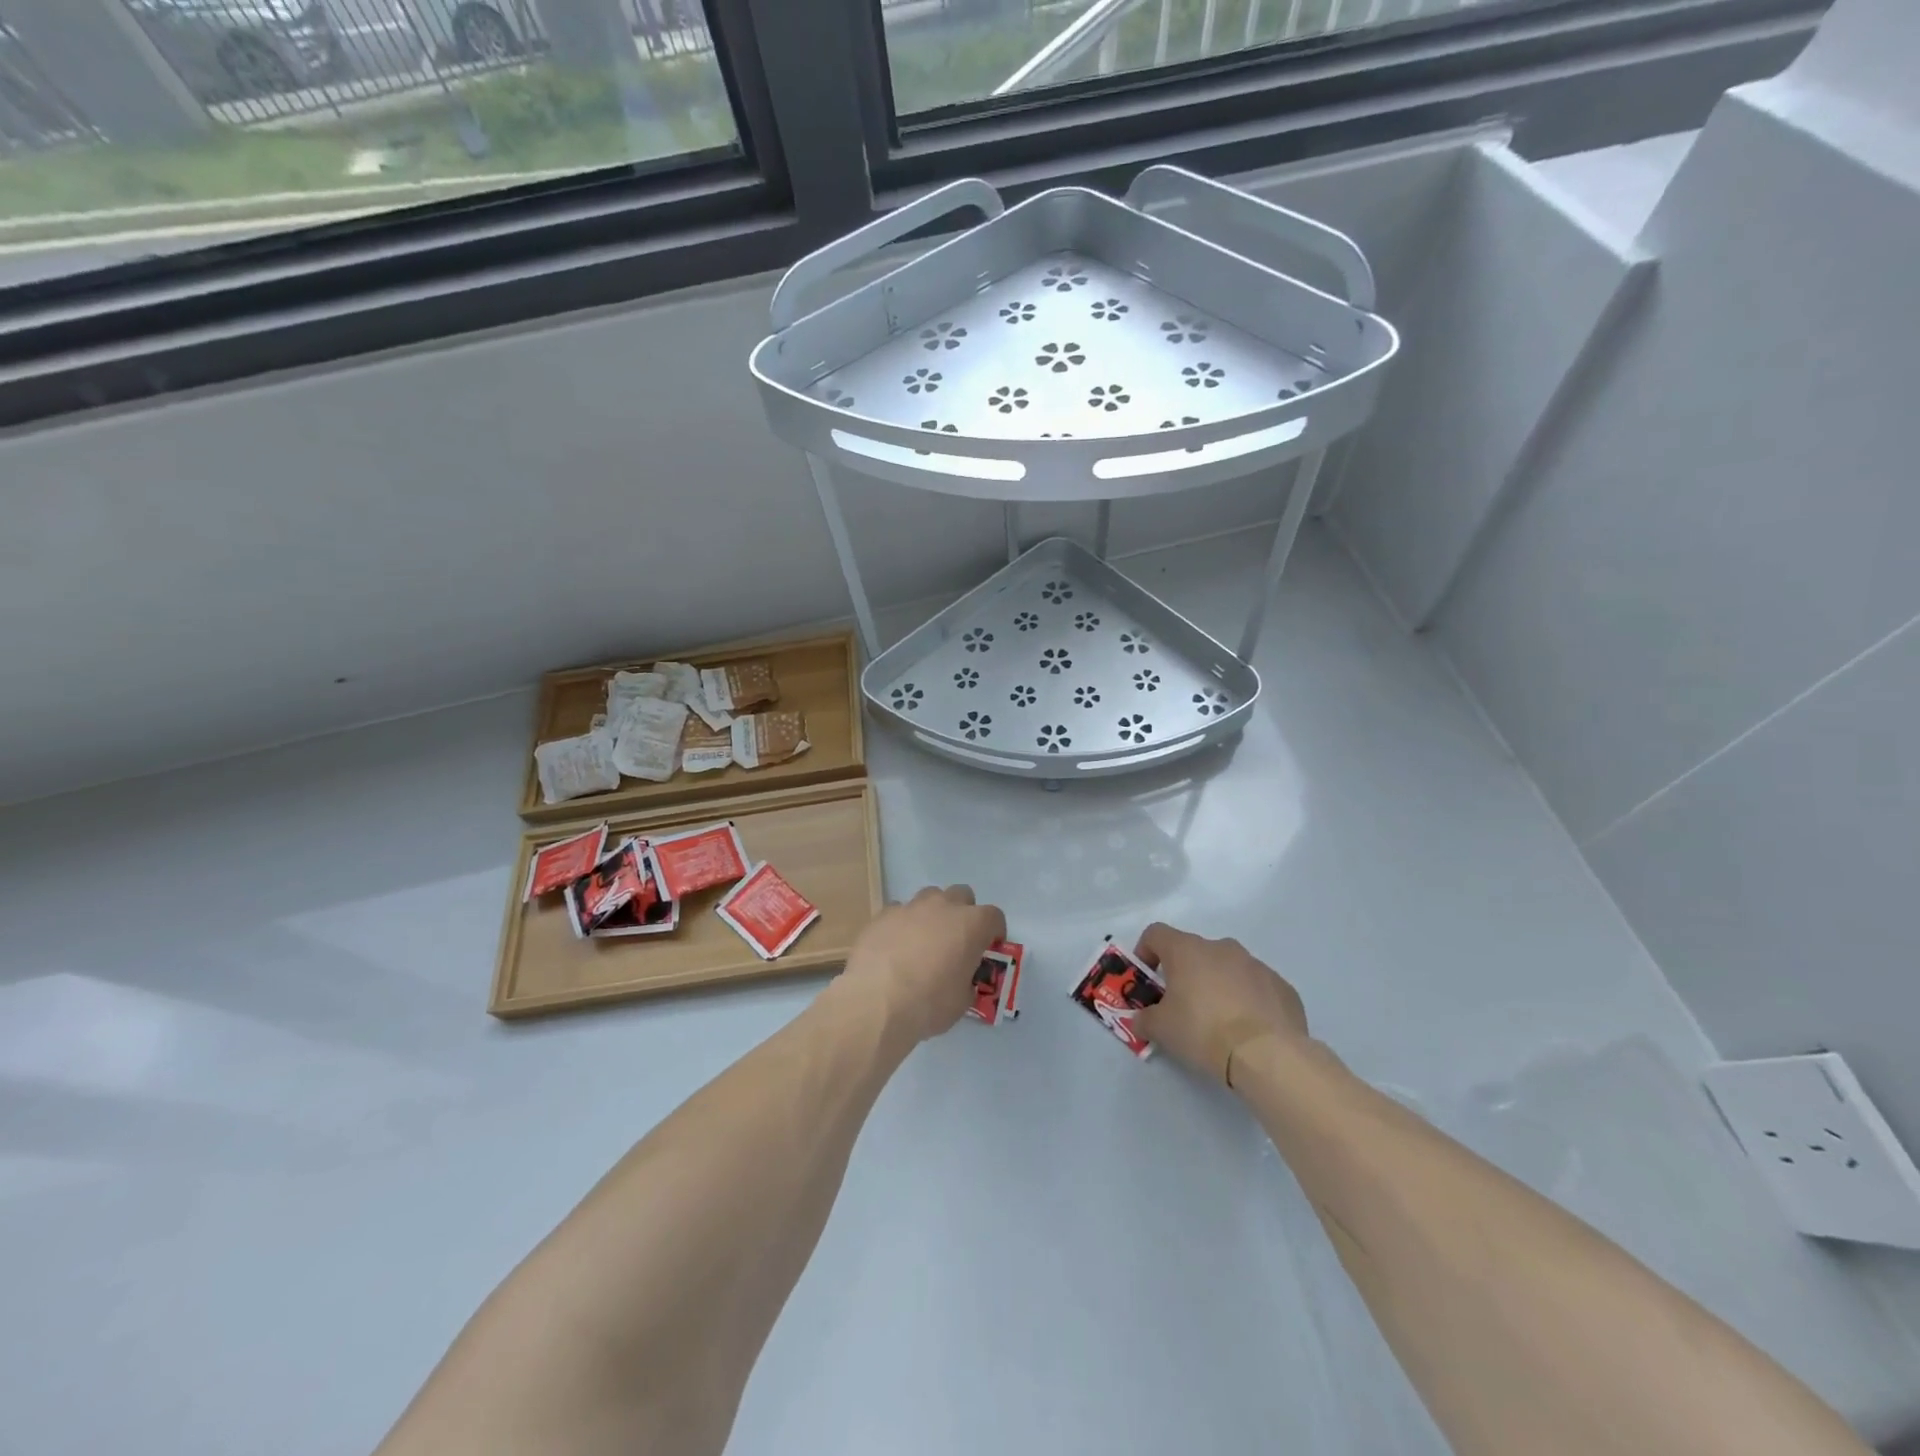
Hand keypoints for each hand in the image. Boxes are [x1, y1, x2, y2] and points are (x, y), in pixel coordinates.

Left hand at [839, 886, 1006, 1045]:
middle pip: (962, 895)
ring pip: (929, 897)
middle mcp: (943, 906)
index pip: (994, 916)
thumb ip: (967, 983)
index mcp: (971, 925)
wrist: (876, 1001)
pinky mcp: (883, 914)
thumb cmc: (929, 1003)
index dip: (994, 932)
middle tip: (956, 940)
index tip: (988, 949)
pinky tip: (894, 947)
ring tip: (923, 941)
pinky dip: (902, 924)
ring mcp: (910, 907)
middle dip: (963, 913)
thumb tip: (961, 981)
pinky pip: (899, 911)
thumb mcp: (961, 1002)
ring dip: (932, 914)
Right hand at [1132, 922, 1308, 1085]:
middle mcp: (1221, 947)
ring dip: (1219, 986)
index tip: (1147, 979)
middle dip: (1186, 974)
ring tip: (1220, 1022)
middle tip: (1183, 1006)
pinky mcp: (1282, 986)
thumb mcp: (1161, 1029)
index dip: (1146, 951)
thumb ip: (1145, 1018)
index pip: (1156, 934)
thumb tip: (1142, 1019)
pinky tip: (1249, 1031)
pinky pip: (1257, 988)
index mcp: (1187, 950)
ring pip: (1228, 968)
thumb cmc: (1203, 1031)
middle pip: (1194, 952)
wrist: (1267, 1054)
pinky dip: (1248, 1002)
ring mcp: (1256, 965)